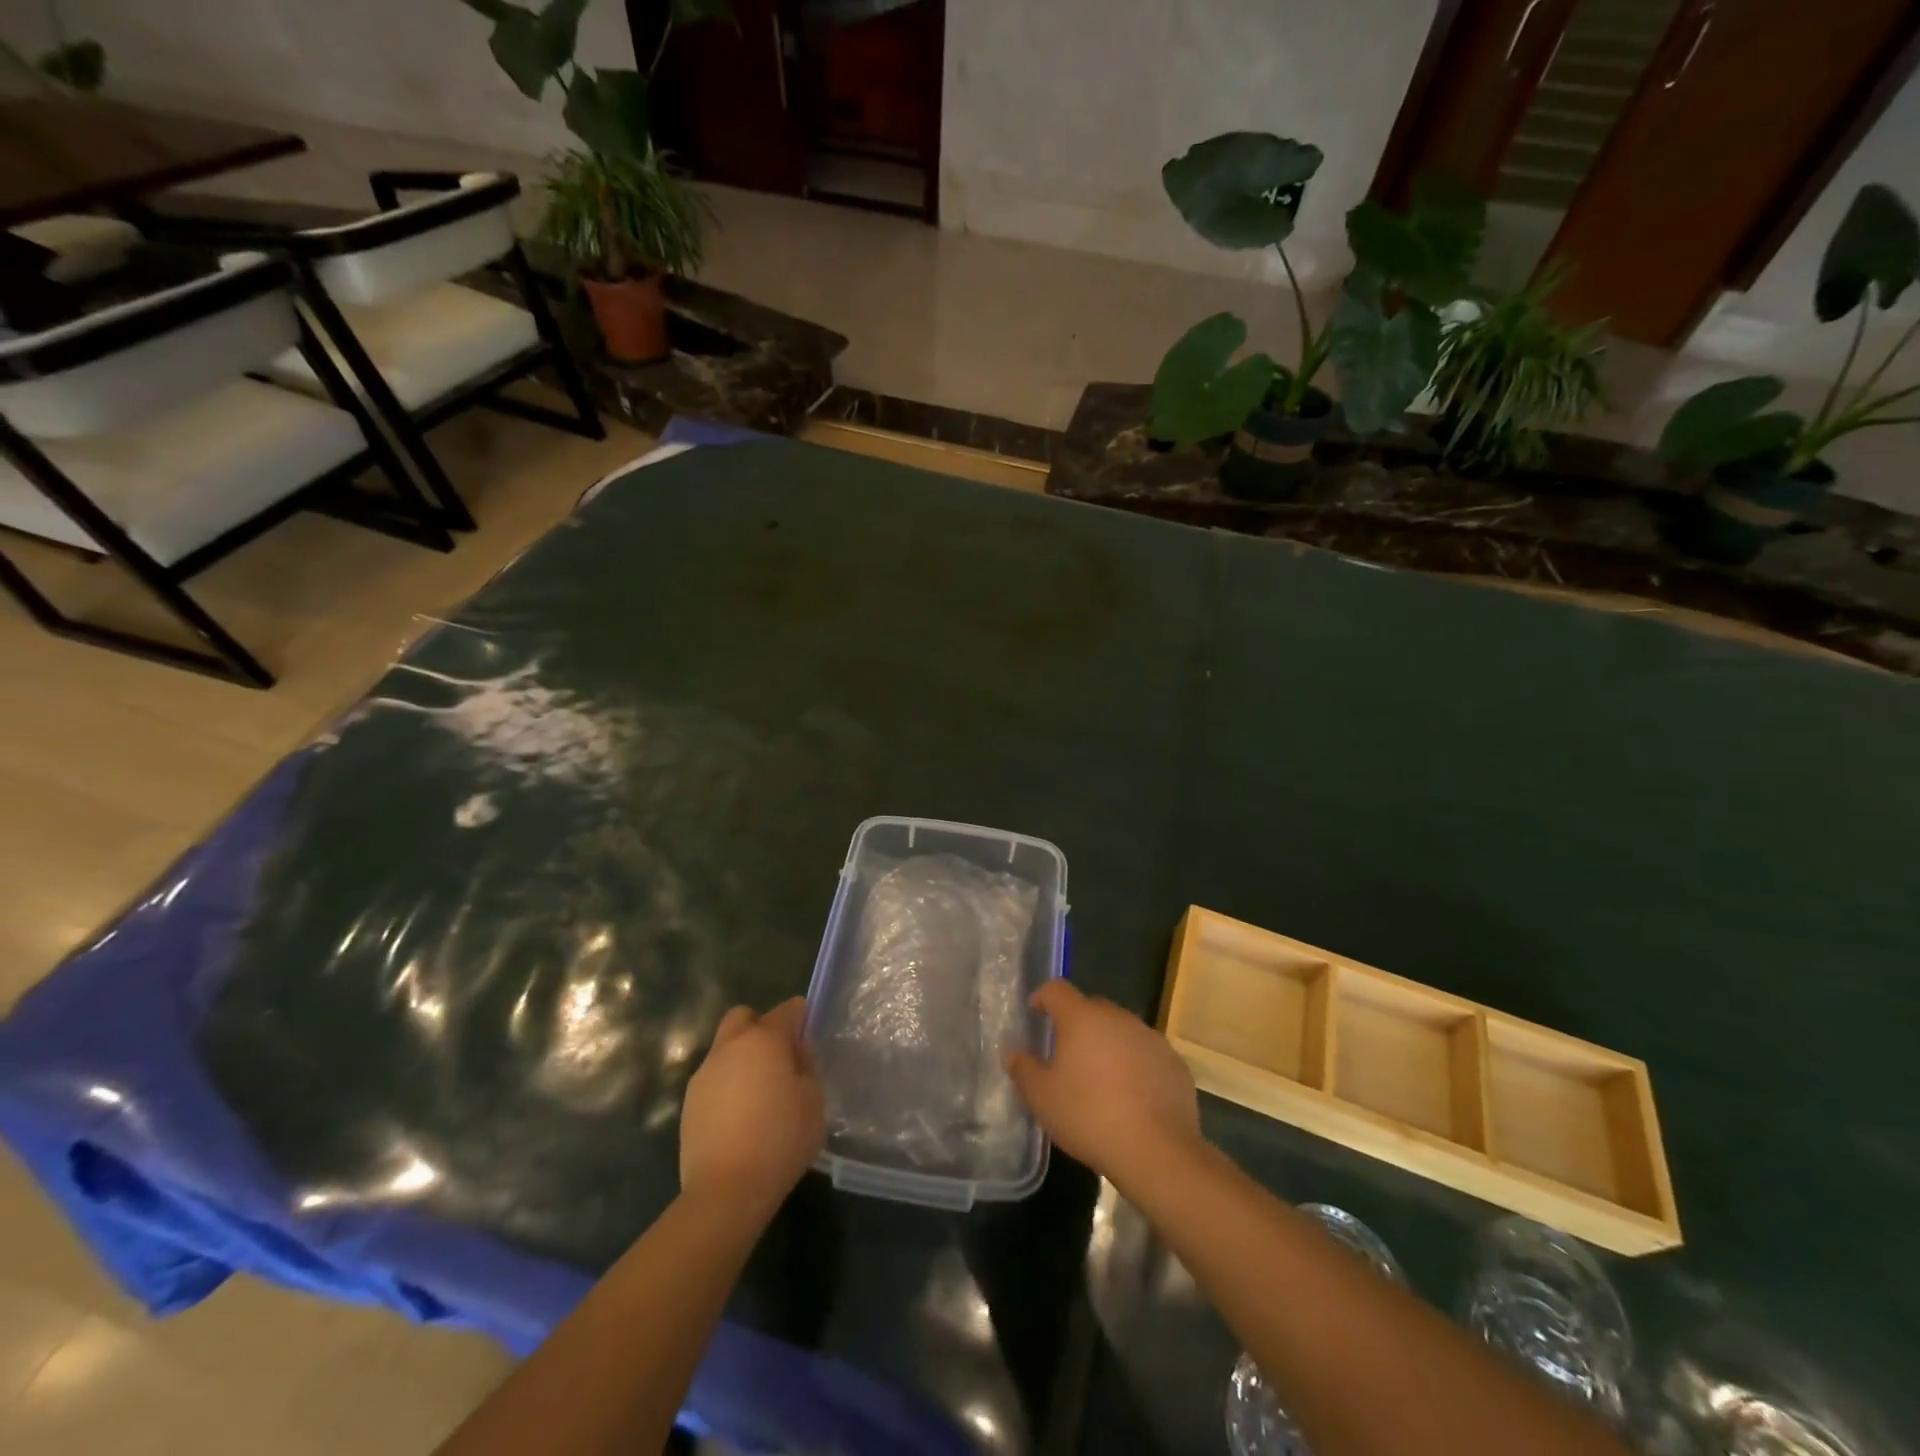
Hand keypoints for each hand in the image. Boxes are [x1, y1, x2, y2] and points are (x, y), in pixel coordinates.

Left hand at [680, 997, 824, 1215]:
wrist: (726, 1191)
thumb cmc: (780, 1140)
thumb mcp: (813, 1101)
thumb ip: (807, 1067)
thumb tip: (796, 1052)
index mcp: (764, 1039)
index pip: (787, 1010)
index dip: (801, 1016)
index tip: (809, 1033)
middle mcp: (730, 1047)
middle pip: (743, 1017)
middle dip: (761, 1027)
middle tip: (779, 1057)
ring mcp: (704, 1074)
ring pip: (724, 1048)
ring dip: (742, 1058)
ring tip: (759, 1093)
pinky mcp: (688, 1103)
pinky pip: (713, 1079)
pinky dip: (728, 1085)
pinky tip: (740, 1116)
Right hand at [1007, 980, 1200, 1190]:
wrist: (1158, 1150)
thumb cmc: (1089, 1116)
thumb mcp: (1042, 1098)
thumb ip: (1023, 1069)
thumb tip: (1013, 1053)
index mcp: (1082, 1018)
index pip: (1056, 990)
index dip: (1043, 998)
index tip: (1035, 1014)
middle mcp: (1118, 1017)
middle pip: (1091, 1008)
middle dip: (1076, 1025)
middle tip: (1066, 1055)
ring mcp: (1150, 1037)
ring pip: (1120, 1031)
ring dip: (1107, 1045)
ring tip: (1100, 1079)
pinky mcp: (1174, 1062)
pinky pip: (1145, 1054)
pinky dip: (1134, 1065)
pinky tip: (1131, 1097)